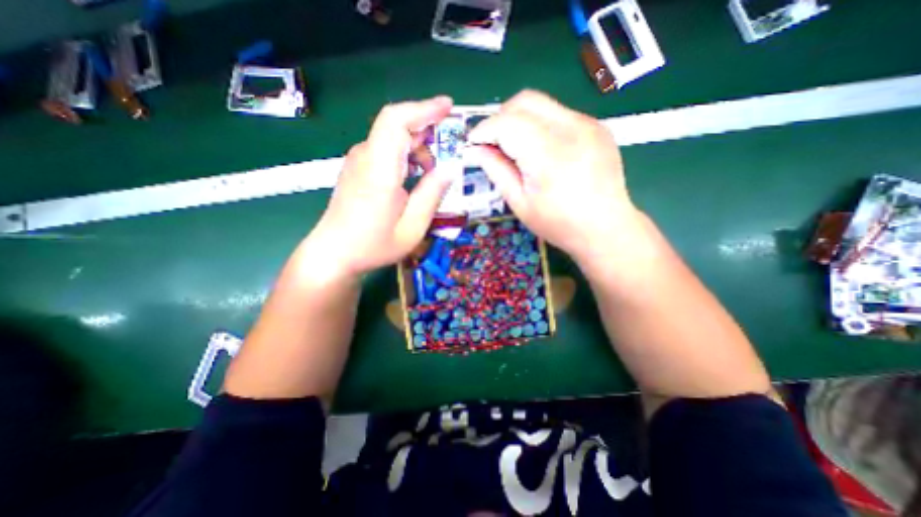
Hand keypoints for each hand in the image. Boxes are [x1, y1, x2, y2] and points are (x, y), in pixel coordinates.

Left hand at [308, 98, 454, 277]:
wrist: (334, 253)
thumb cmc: (374, 245)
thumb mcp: (412, 228)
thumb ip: (432, 195)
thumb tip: (450, 168)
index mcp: (379, 172)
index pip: (396, 121)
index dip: (423, 109)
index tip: (449, 107)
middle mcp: (365, 158)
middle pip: (396, 124)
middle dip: (427, 129)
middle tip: (449, 150)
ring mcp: (358, 161)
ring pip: (392, 137)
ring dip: (417, 147)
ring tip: (432, 174)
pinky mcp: (357, 167)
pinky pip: (385, 149)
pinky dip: (406, 155)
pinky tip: (415, 176)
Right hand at [468, 89, 641, 263]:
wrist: (605, 227)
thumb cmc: (558, 223)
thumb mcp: (520, 203)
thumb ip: (496, 171)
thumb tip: (475, 150)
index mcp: (547, 153)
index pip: (506, 123)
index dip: (484, 129)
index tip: (473, 143)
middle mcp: (570, 128)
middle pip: (525, 101)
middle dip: (500, 117)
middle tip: (492, 142)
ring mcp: (588, 123)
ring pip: (542, 103)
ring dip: (520, 119)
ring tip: (515, 146)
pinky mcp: (597, 126)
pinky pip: (559, 113)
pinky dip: (540, 124)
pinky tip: (541, 148)